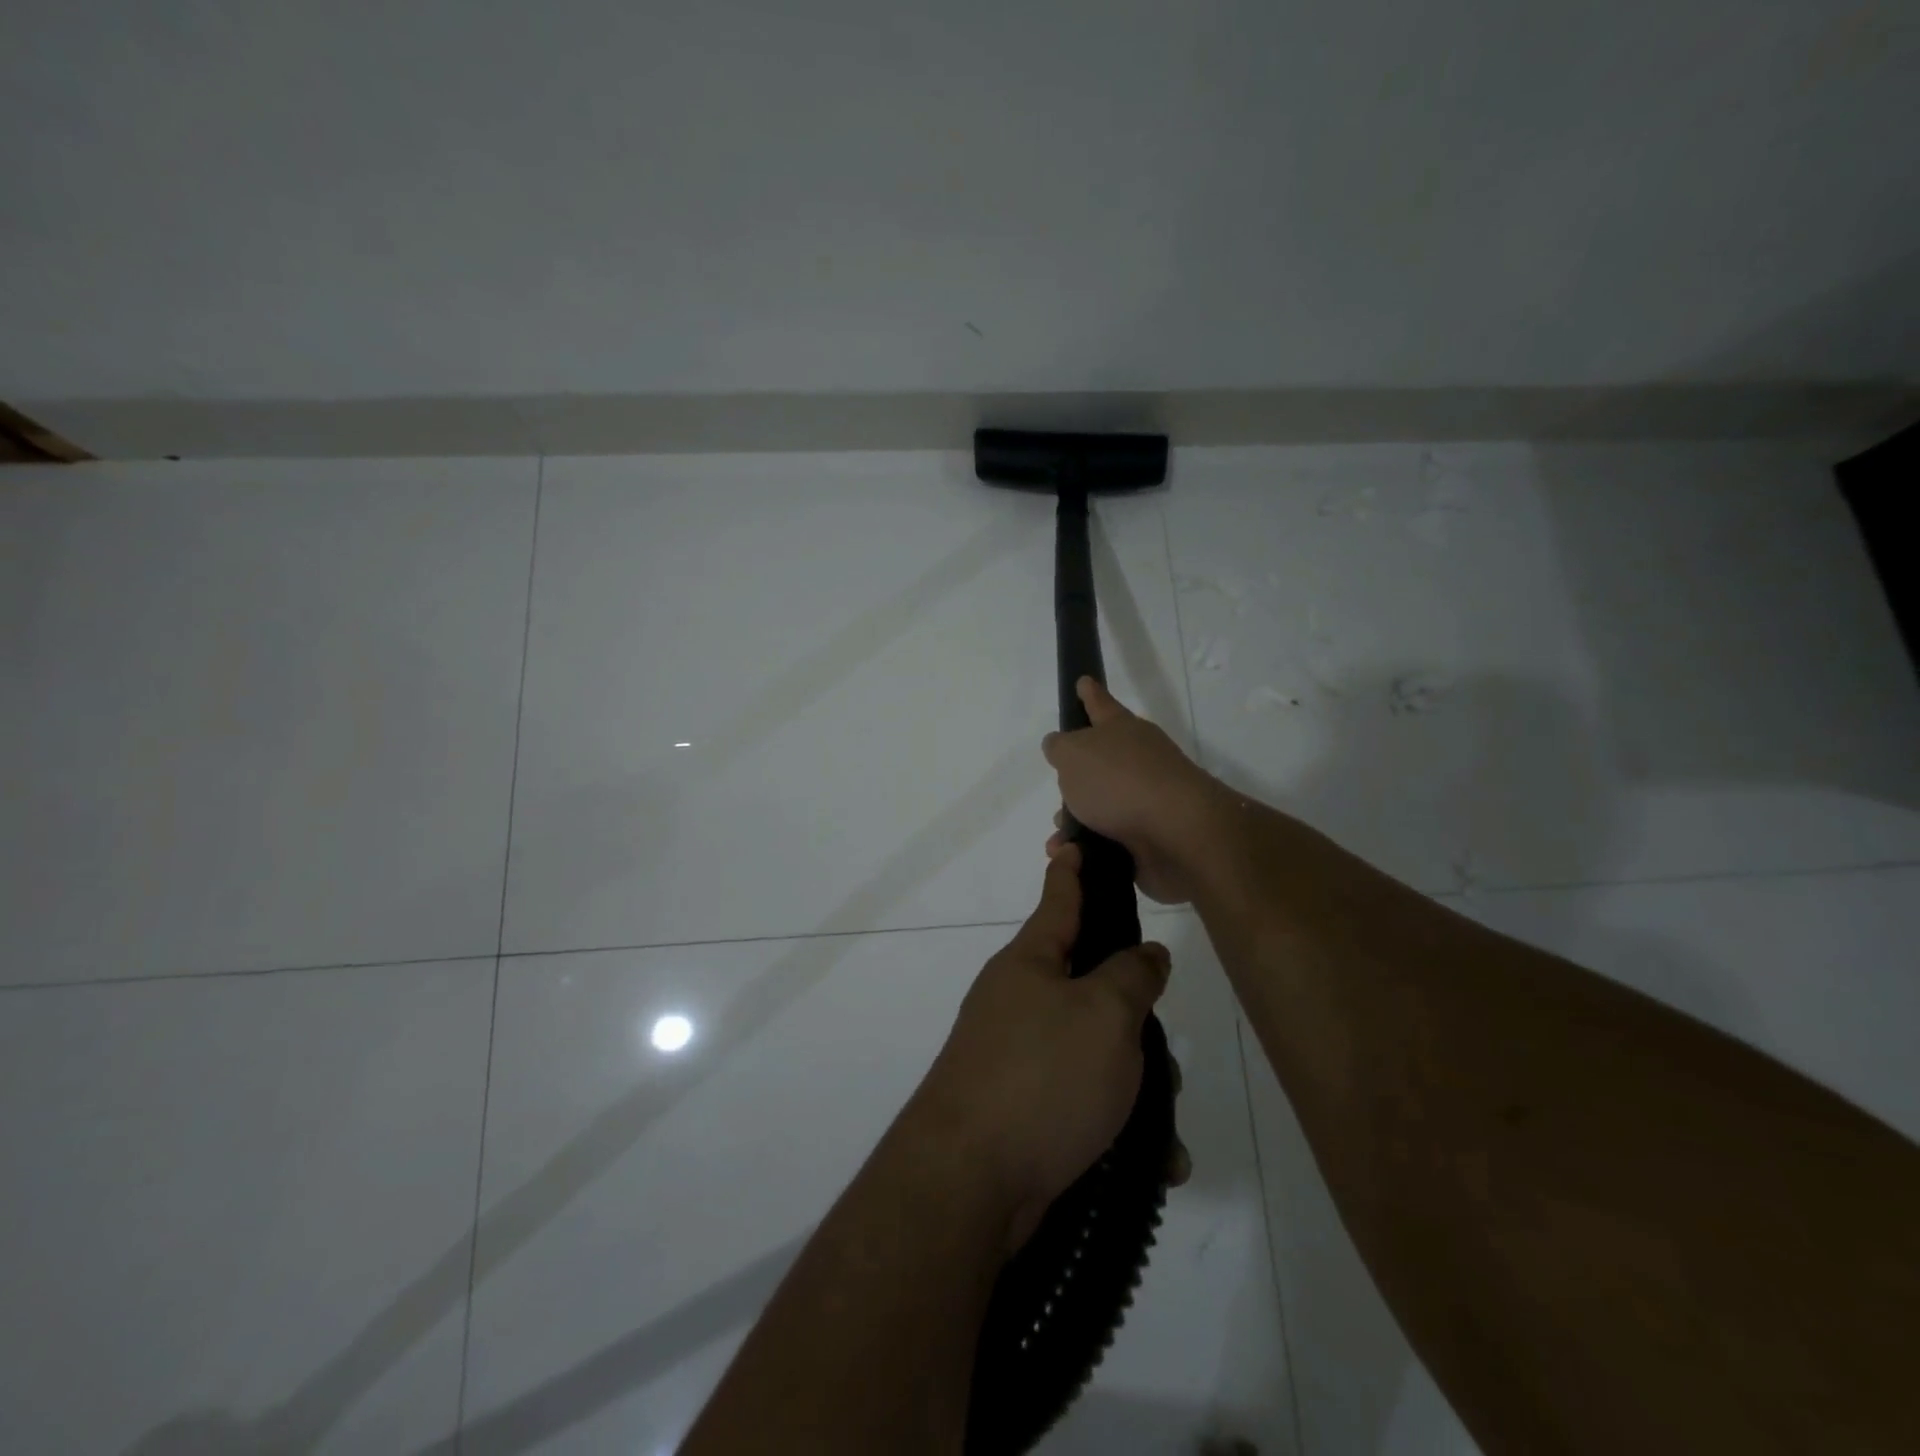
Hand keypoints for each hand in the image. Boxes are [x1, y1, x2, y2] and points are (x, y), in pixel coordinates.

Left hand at [907, 844, 1174, 1251]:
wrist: (967, 1181)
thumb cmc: (1041, 1076)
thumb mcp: (1103, 1015)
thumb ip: (1132, 976)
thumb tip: (1145, 954)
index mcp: (1031, 962)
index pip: (1058, 900)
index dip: (1071, 871)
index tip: (1072, 843)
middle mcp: (1018, 1000)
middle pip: (1089, 985)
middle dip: (1133, 1015)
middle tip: (1165, 1044)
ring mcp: (1015, 1055)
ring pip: (1093, 1049)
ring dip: (1135, 1082)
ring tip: (1164, 1124)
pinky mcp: (1021, 1107)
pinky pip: (1082, 1101)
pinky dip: (1119, 1125)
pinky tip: (1153, 1161)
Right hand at [1043, 677, 1221, 903]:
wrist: (1178, 834)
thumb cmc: (1120, 782)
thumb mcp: (1073, 755)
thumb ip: (1060, 748)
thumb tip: (1059, 746)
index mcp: (1121, 730)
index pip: (1100, 704)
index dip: (1089, 694)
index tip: (1083, 681)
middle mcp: (1138, 759)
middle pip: (1101, 760)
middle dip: (1076, 776)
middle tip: (1059, 785)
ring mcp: (1147, 799)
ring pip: (1102, 805)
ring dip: (1077, 819)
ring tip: (1058, 836)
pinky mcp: (1150, 836)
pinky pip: (1109, 839)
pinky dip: (1088, 846)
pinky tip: (1073, 855)